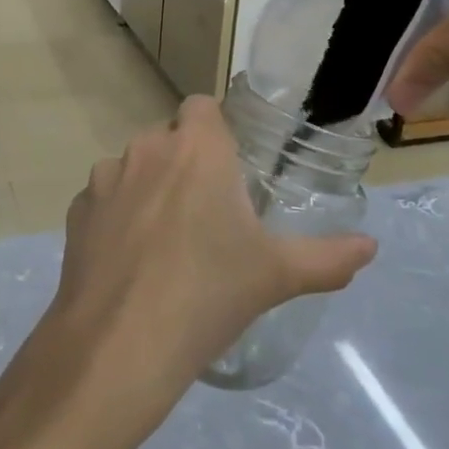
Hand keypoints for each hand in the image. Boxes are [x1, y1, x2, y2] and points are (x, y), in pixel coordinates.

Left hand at [42, 95, 375, 428]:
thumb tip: (371, 247)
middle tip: (206, 212)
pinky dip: (116, 215)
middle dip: (185, 161)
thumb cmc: (208, 295)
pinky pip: (104, 198)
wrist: (120, 343)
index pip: (203, 106)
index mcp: (197, 149)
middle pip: (168, 137)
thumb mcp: (277, 276)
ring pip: (133, 166)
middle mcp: (147, 149)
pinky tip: (129, 260)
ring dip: (149, 187)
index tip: (229, 166)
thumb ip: (328, 257)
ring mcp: (105, 178)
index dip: (215, 129)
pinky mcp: (77, 210)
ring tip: (166, 241)